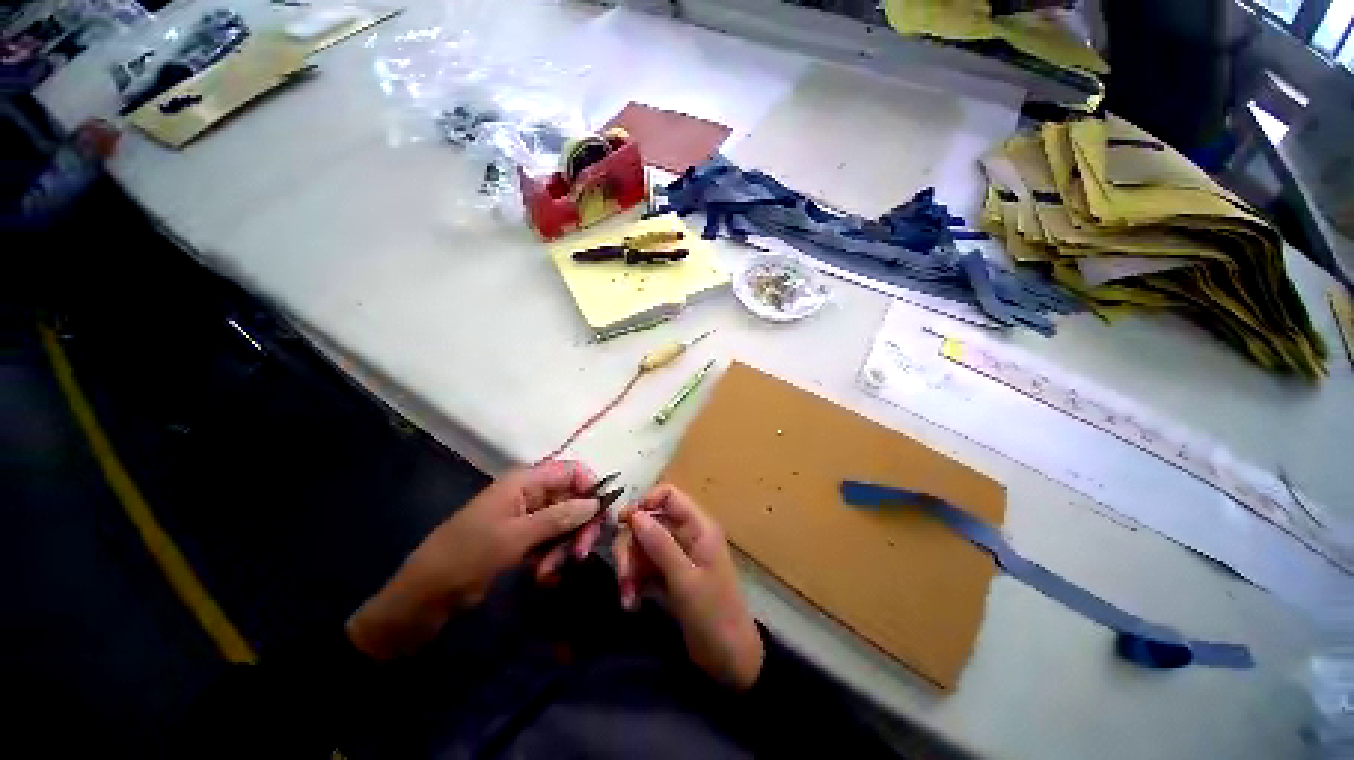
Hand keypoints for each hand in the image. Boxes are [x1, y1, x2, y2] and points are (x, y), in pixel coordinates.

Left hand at [347, 461, 600, 659]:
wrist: (422, 599)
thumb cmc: (466, 558)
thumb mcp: (514, 537)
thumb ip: (558, 517)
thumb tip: (596, 502)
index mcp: (525, 481)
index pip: (572, 471)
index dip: (591, 488)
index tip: (601, 515)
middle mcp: (530, 494)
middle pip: (573, 499)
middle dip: (579, 526)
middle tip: (581, 554)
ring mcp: (526, 518)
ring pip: (564, 523)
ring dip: (564, 546)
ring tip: (550, 572)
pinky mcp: (522, 540)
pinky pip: (551, 541)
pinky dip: (552, 557)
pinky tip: (543, 576)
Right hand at [614, 484, 763, 689]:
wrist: (730, 661)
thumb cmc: (714, 615)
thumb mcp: (685, 579)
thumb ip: (660, 545)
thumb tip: (635, 514)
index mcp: (697, 527)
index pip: (668, 495)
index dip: (646, 502)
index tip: (624, 522)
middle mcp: (685, 535)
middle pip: (648, 522)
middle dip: (631, 546)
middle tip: (623, 575)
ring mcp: (675, 556)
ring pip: (641, 546)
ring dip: (629, 568)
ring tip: (626, 597)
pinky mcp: (667, 576)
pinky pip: (643, 567)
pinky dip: (634, 582)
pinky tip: (631, 603)